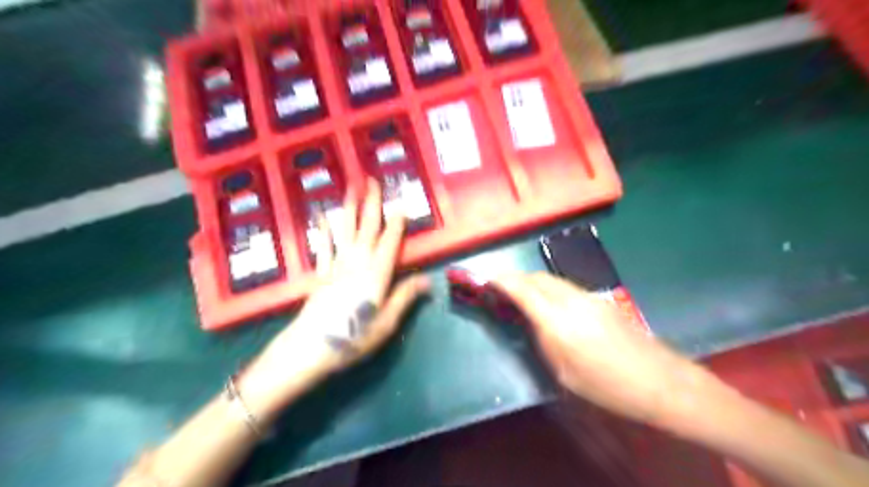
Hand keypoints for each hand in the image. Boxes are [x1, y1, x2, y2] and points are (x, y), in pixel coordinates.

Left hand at [237, 178, 429, 417]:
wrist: (310, 347)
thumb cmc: (353, 338)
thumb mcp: (386, 323)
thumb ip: (405, 297)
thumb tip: (427, 280)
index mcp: (377, 274)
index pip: (390, 242)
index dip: (396, 223)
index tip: (400, 203)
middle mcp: (358, 262)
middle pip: (367, 227)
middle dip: (372, 202)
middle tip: (373, 179)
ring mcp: (337, 265)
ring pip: (346, 229)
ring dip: (350, 206)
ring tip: (351, 185)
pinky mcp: (322, 273)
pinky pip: (325, 245)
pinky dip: (324, 229)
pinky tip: (322, 215)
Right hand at [491, 274, 716, 425]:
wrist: (659, 380)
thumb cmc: (607, 387)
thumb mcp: (565, 372)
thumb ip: (544, 340)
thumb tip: (533, 322)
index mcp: (559, 322)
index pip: (523, 290)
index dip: (502, 281)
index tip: (487, 279)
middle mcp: (572, 301)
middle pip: (537, 277)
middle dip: (516, 279)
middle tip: (502, 290)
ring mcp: (588, 297)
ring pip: (552, 279)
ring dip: (533, 282)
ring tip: (522, 296)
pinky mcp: (600, 300)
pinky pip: (565, 286)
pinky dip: (549, 288)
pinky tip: (549, 304)